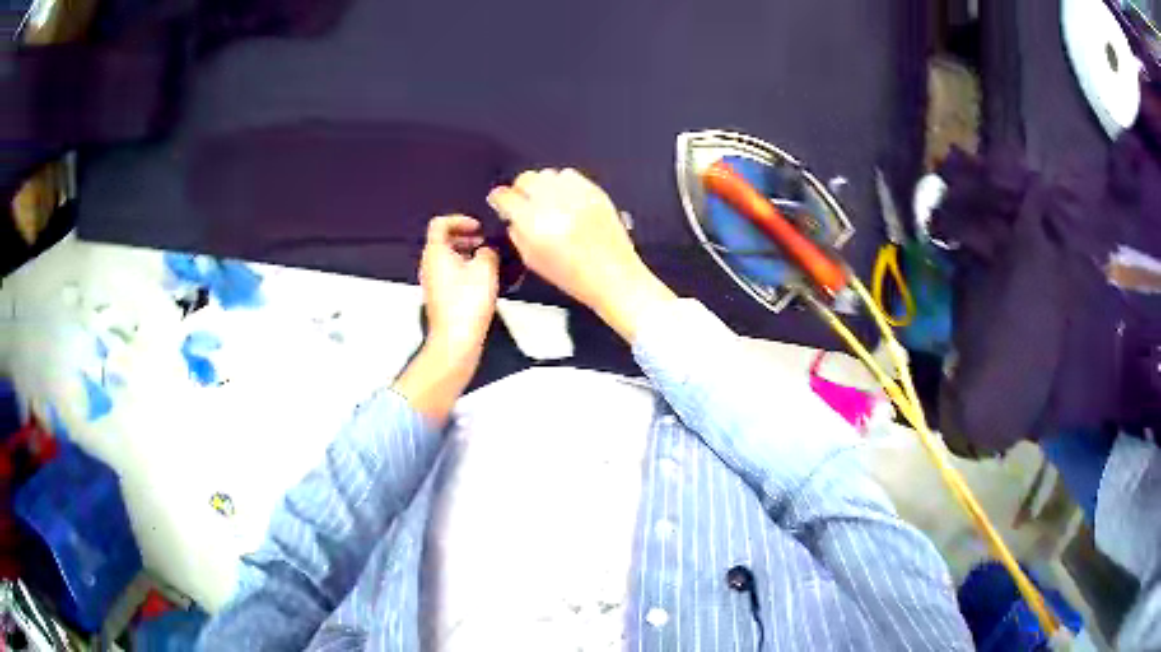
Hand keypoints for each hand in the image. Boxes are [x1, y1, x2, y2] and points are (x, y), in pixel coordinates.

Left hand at [419, 215, 499, 357]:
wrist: (456, 338)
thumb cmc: (467, 302)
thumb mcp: (486, 268)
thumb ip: (488, 251)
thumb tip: (488, 250)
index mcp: (435, 252)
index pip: (440, 223)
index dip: (460, 220)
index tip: (478, 227)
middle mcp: (429, 264)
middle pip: (442, 240)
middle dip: (464, 236)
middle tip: (484, 241)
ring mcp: (432, 281)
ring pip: (446, 257)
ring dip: (465, 252)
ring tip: (486, 259)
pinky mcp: (438, 296)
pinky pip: (448, 272)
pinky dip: (463, 268)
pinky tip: (481, 279)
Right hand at [487, 169, 674, 340]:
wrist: (613, 276)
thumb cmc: (575, 276)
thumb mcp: (533, 260)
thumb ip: (517, 233)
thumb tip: (511, 215)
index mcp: (534, 225)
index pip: (506, 197)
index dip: (499, 198)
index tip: (500, 201)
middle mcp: (554, 205)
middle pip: (526, 179)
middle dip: (521, 189)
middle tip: (524, 201)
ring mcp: (576, 196)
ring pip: (547, 174)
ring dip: (542, 185)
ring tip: (546, 201)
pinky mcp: (594, 192)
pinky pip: (570, 175)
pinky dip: (563, 183)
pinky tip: (565, 199)